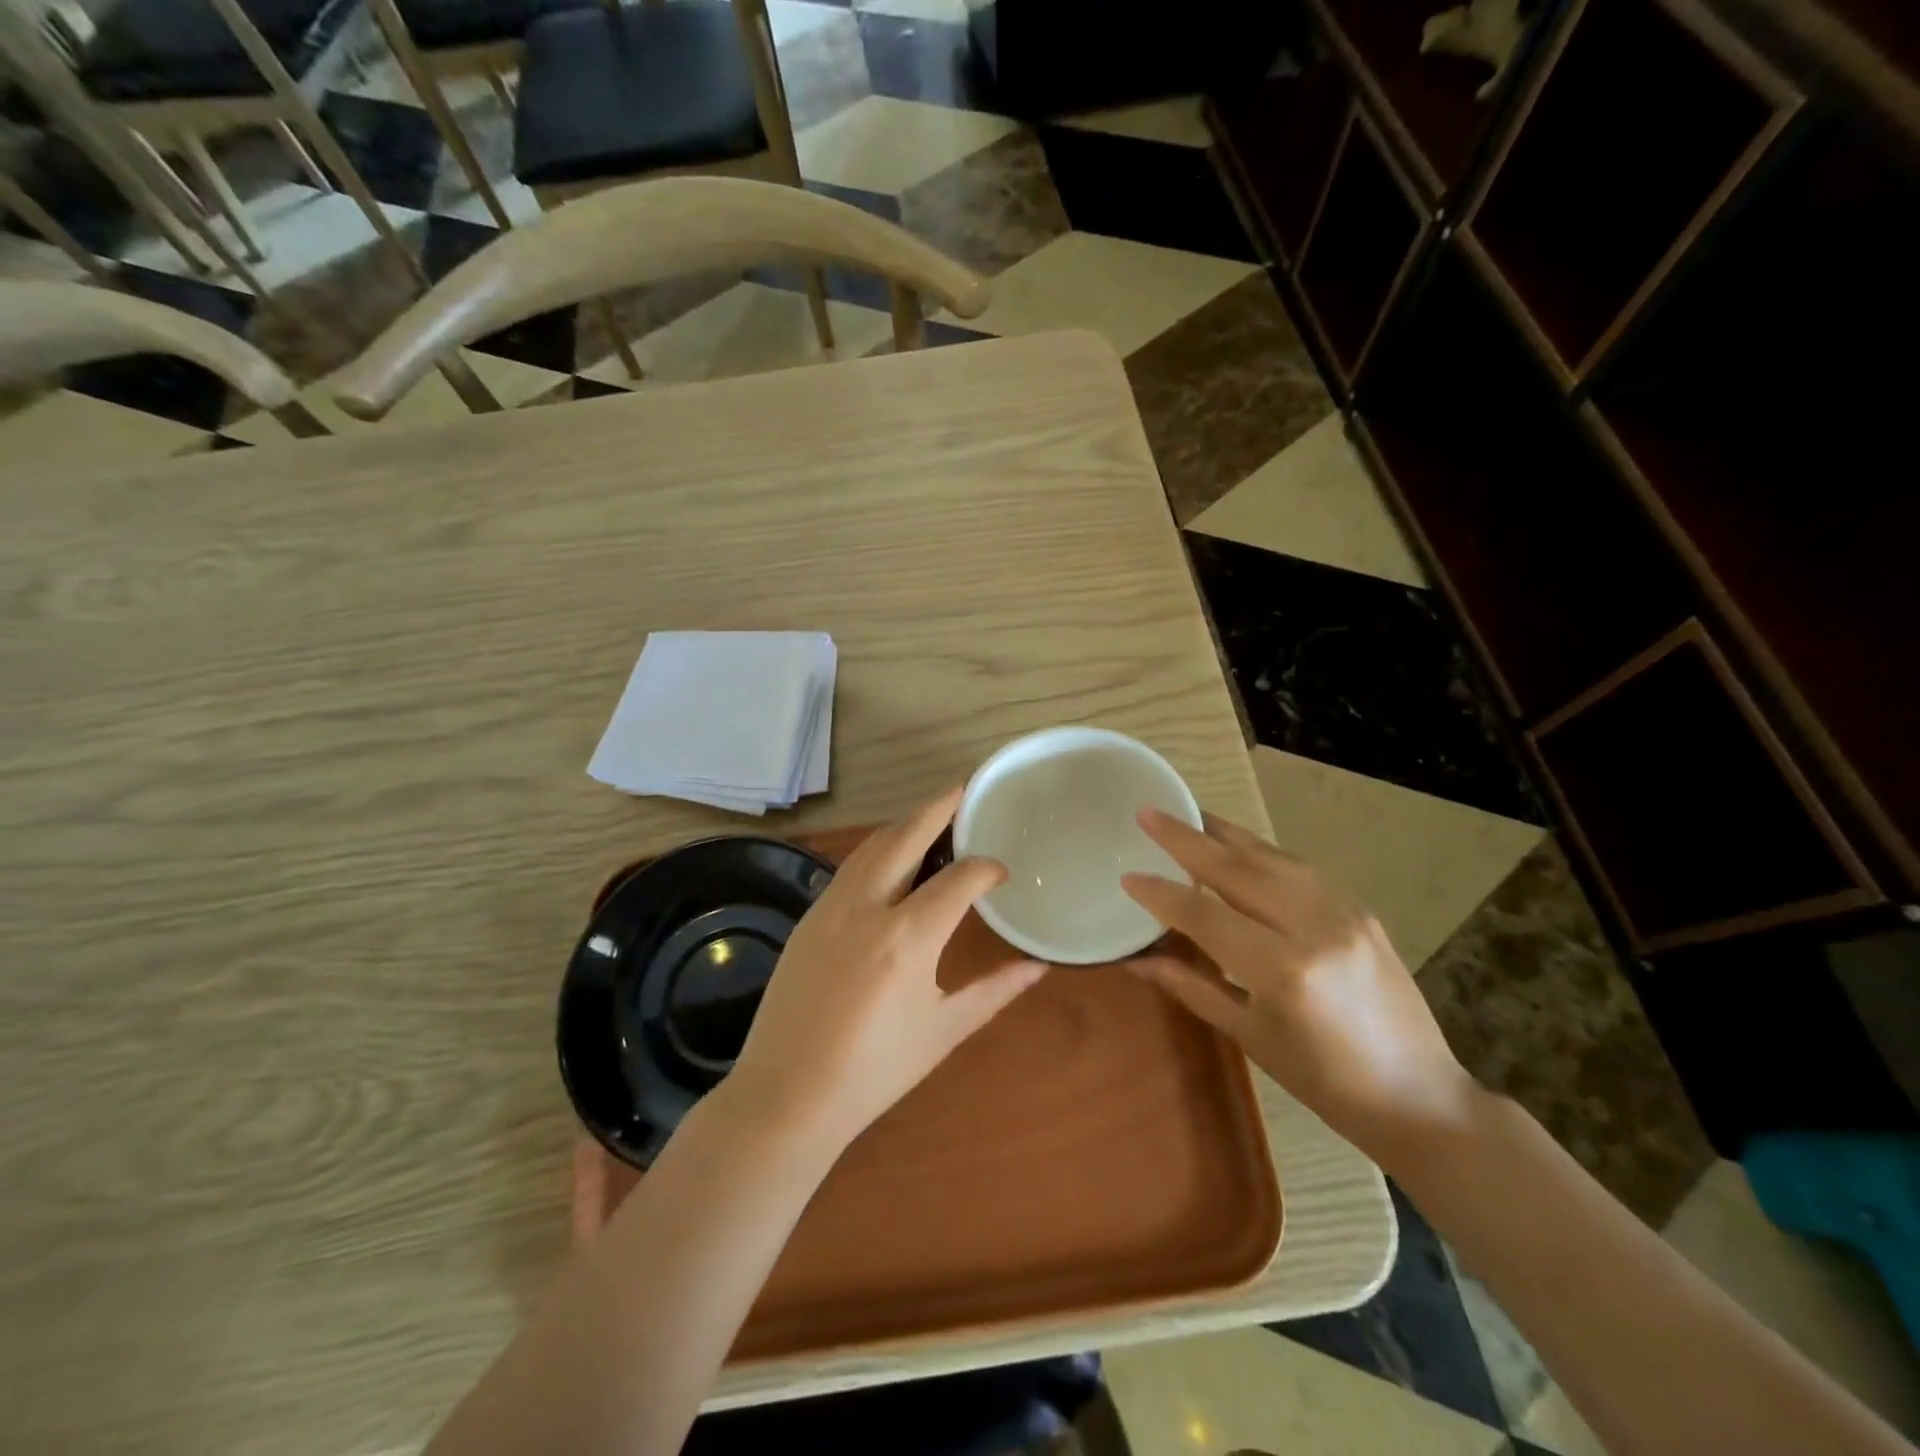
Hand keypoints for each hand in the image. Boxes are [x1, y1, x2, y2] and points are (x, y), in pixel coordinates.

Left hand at [727, 788, 1047, 1152]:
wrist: (787, 1095)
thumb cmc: (874, 1071)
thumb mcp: (944, 1031)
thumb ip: (994, 991)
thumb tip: (1038, 967)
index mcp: (909, 936)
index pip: (960, 878)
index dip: (987, 868)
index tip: (1001, 874)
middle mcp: (869, 907)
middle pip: (907, 836)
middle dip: (940, 807)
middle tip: (964, 789)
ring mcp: (832, 907)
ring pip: (873, 845)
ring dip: (905, 823)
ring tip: (931, 816)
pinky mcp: (809, 917)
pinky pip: (850, 867)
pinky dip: (877, 848)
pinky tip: (890, 858)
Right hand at [1121, 808, 1474, 1156]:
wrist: (1420, 1096)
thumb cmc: (1325, 1082)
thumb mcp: (1250, 1036)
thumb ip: (1192, 986)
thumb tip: (1137, 961)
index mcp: (1284, 970)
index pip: (1206, 917)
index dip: (1162, 896)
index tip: (1127, 876)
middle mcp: (1315, 927)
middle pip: (1237, 870)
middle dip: (1186, 839)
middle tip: (1148, 814)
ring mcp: (1344, 912)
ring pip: (1271, 857)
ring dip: (1223, 834)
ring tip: (1187, 816)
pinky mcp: (1360, 908)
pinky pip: (1298, 868)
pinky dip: (1259, 852)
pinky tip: (1236, 847)